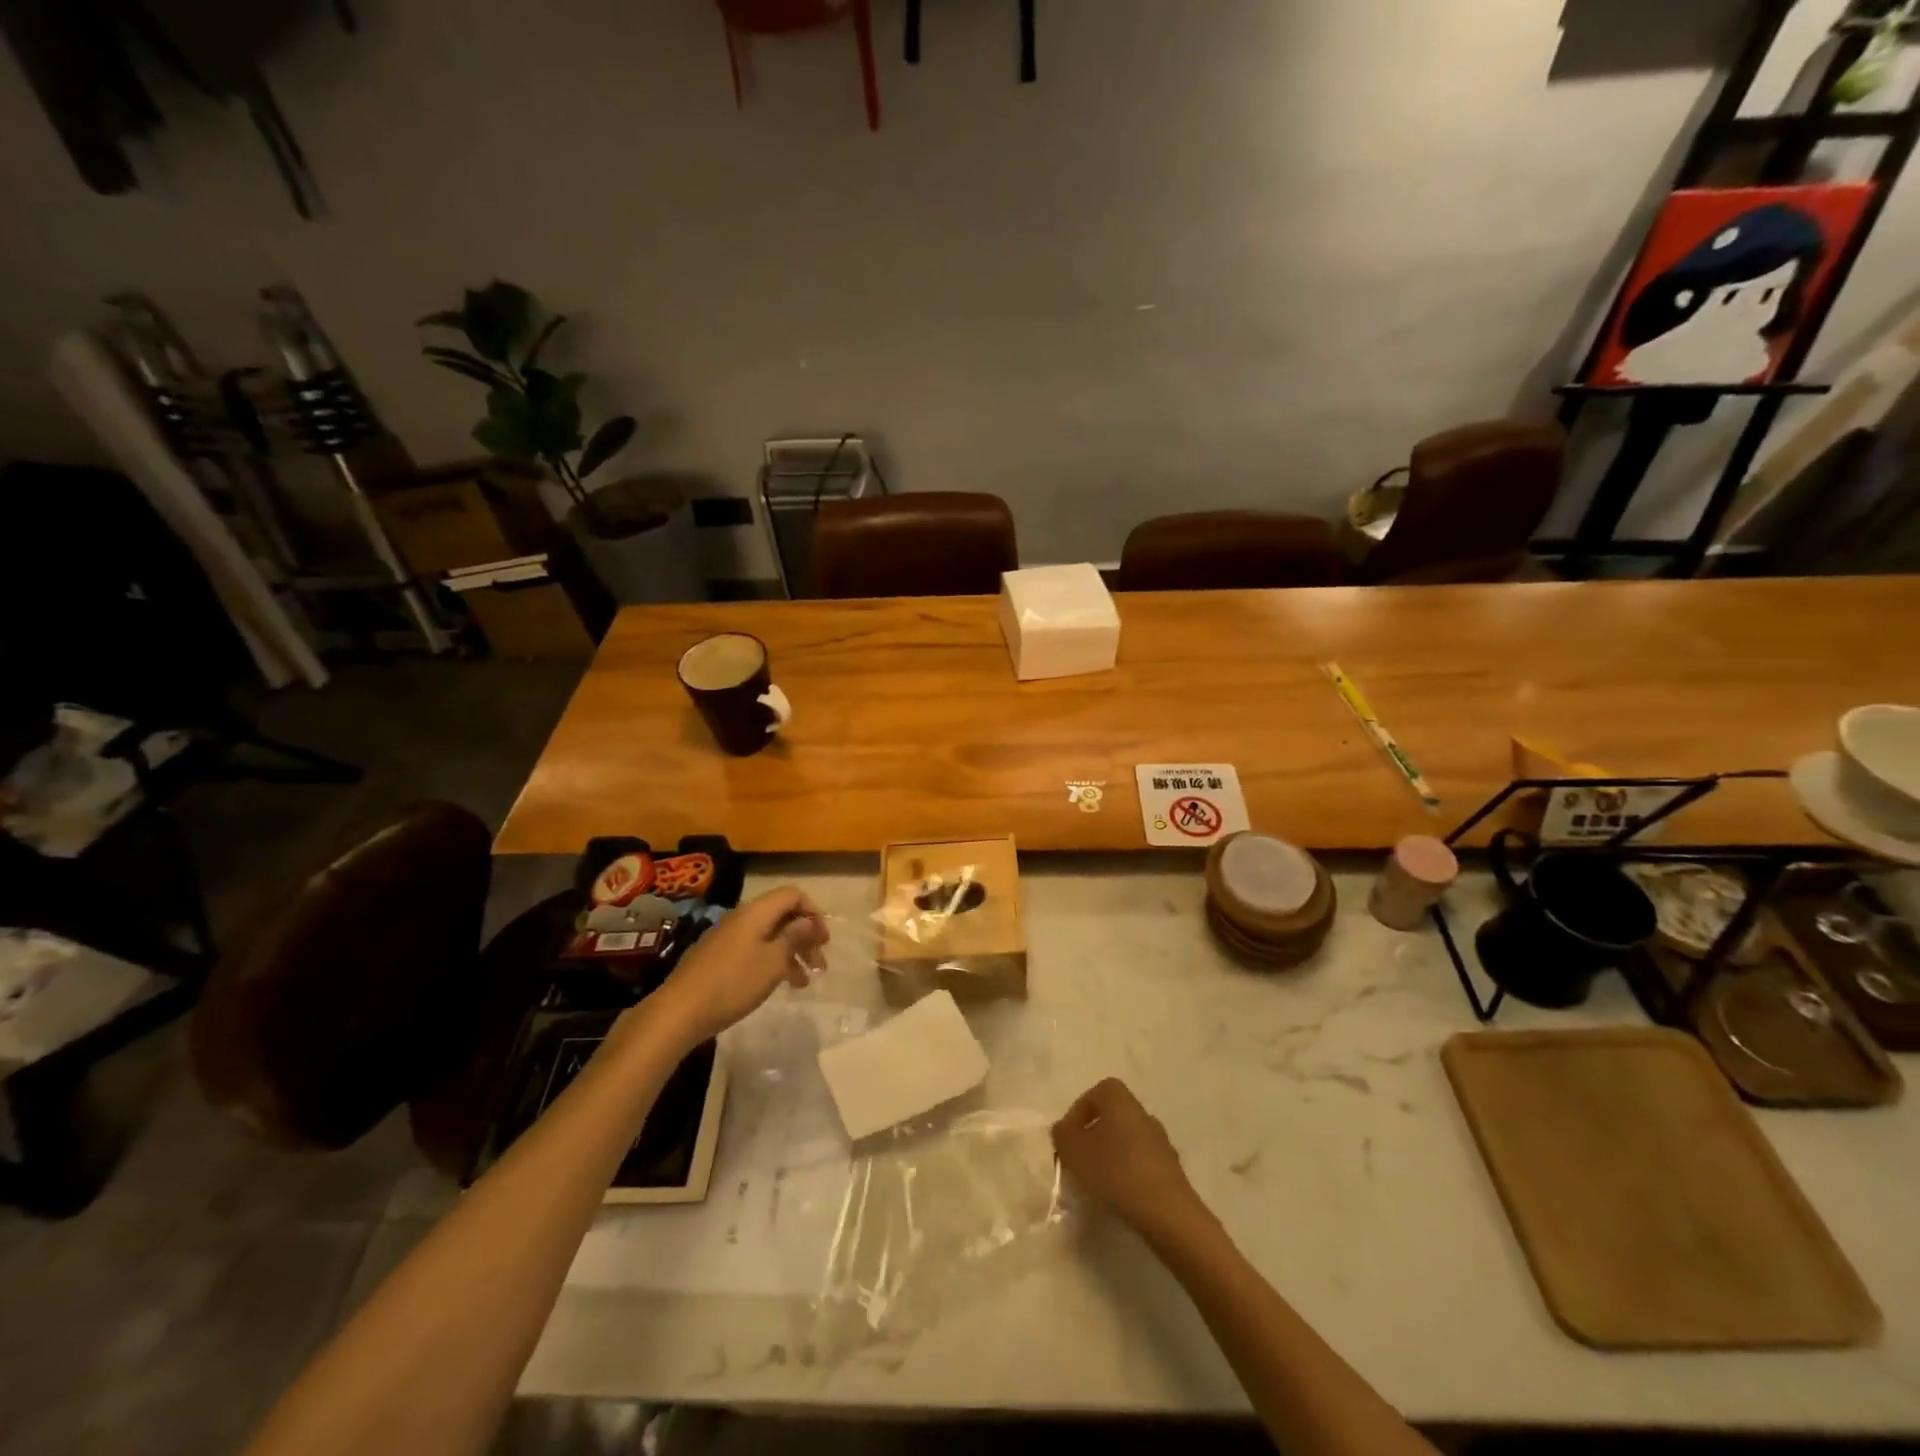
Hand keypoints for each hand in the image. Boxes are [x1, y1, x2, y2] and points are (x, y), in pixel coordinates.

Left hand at [652, 887, 828, 1047]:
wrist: (680, 1011)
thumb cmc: (733, 983)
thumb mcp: (773, 961)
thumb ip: (794, 937)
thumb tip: (809, 920)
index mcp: (756, 912)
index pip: (793, 895)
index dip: (813, 912)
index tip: (823, 940)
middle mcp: (742, 918)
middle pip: (782, 915)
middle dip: (805, 936)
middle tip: (820, 963)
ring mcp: (729, 938)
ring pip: (770, 935)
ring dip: (791, 953)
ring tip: (805, 981)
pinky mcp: (719, 957)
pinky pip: (755, 949)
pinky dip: (772, 961)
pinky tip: (780, 984)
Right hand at [1052, 1078, 1205, 1240]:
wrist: (1167, 1213)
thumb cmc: (1116, 1171)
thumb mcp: (1075, 1151)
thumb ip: (1063, 1134)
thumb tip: (1064, 1129)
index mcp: (1121, 1099)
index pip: (1096, 1092)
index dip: (1078, 1112)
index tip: (1069, 1138)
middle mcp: (1143, 1113)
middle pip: (1112, 1117)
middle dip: (1093, 1136)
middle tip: (1079, 1160)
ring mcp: (1160, 1141)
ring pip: (1127, 1141)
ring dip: (1110, 1156)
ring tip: (1096, 1182)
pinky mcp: (1171, 1170)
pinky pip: (1141, 1163)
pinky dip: (1127, 1174)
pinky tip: (1119, 1196)